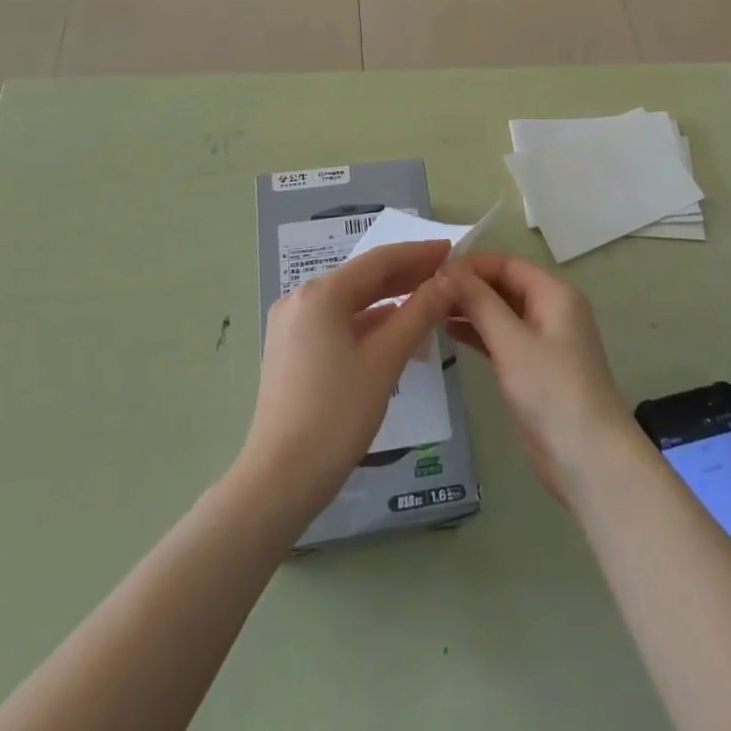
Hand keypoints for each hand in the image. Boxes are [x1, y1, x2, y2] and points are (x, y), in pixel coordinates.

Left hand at [241, 239, 453, 518]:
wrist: (280, 480)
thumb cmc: (337, 415)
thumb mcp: (385, 361)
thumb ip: (419, 314)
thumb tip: (447, 282)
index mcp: (321, 294)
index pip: (379, 261)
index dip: (418, 254)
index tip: (451, 250)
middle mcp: (301, 299)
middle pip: (362, 278)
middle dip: (405, 275)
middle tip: (446, 274)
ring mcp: (291, 325)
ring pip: (350, 302)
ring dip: (388, 300)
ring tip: (427, 301)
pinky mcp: (290, 350)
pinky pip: (336, 323)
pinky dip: (367, 323)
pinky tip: (393, 332)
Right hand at [445, 254, 634, 502]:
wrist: (589, 459)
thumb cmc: (552, 390)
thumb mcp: (511, 341)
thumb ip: (479, 301)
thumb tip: (447, 269)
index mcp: (553, 293)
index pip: (506, 263)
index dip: (470, 265)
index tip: (432, 273)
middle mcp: (550, 309)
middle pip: (503, 285)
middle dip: (467, 287)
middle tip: (424, 293)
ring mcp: (542, 339)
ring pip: (500, 312)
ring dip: (469, 309)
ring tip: (428, 311)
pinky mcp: (533, 367)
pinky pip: (501, 337)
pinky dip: (478, 333)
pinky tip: (448, 333)